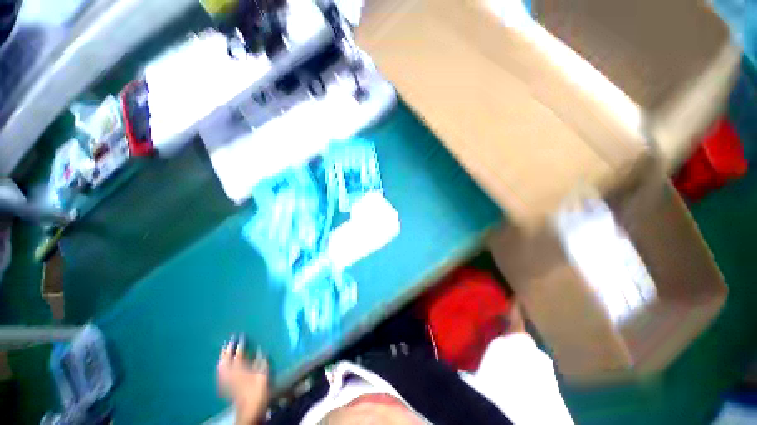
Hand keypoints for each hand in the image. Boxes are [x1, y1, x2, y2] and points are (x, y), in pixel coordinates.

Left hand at [217, 336, 269, 424]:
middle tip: (229, 341)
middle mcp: (231, 373)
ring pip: (221, 367)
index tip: (240, 336)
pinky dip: (221, 369)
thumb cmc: (258, 389)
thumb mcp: (263, 373)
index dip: (239, 344)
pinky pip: (221, 375)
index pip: (238, 353)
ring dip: (222, 358)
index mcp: (240, 367)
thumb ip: (261, 360)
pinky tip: (221, 368)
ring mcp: (227, 381)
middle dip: (227, 350)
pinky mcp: (226, 388)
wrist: (249, 409)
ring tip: (223, 352)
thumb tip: (259, 349)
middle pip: (226, 359)